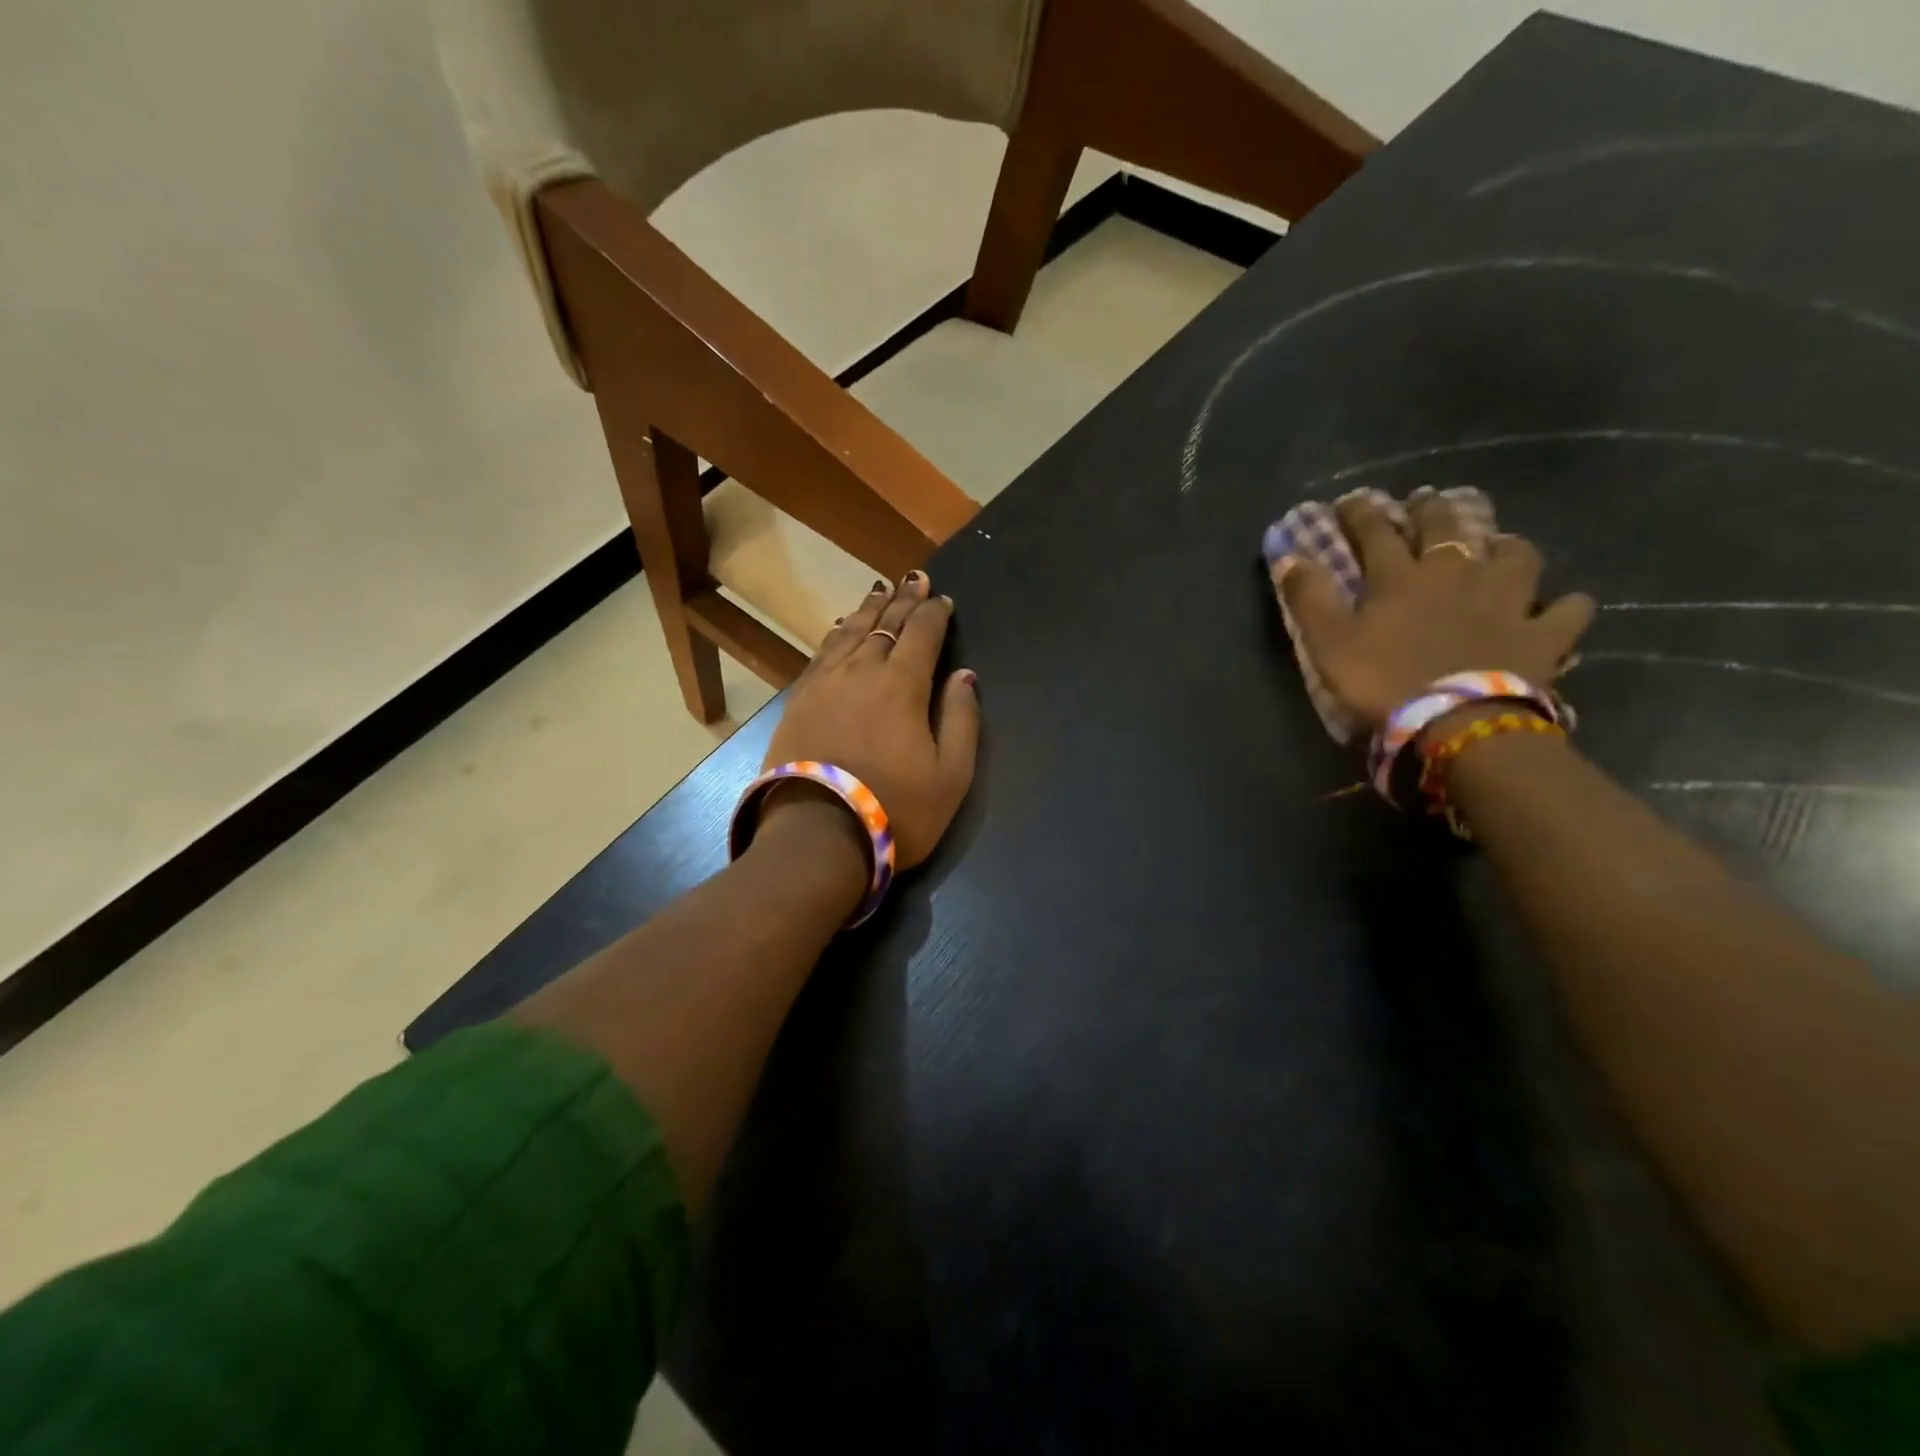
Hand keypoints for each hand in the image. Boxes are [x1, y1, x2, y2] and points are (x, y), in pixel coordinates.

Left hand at [760, 572, 980, 868]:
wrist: (817, 837)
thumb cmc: (896, 810)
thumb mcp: (951, 774)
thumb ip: (962, 719)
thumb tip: (964, 675)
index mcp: (902, 685)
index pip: (922, 634)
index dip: (935, 613)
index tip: (943, 599)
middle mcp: (861, 671)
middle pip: (885, 625)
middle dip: (903, 600)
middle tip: (914, 579)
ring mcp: (824, 684)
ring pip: (849, 633)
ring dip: (868, 609)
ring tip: (880, 590)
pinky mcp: (798, 701)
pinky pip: (821, 654)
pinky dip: (836, 635)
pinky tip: (840, 628)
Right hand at [1273, 491, 1593, 730]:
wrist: (1457, 722)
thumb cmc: (1383, 680)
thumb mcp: (1329, 642)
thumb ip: (1308, 598)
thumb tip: (1287, 556)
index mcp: (1401, 577)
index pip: (1376, 532)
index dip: (1361, 513)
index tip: (1351, 501)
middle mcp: (1457, 575)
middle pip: (1446, 529)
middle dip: (1431, 510)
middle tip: (1425, 500)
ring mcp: (1507, 600)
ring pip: (1515, 556)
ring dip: (1505, 546)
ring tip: (1499, 545)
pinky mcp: (1543, 634)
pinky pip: (1566, 611)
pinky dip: (1564, 606)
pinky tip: (1560, 607)